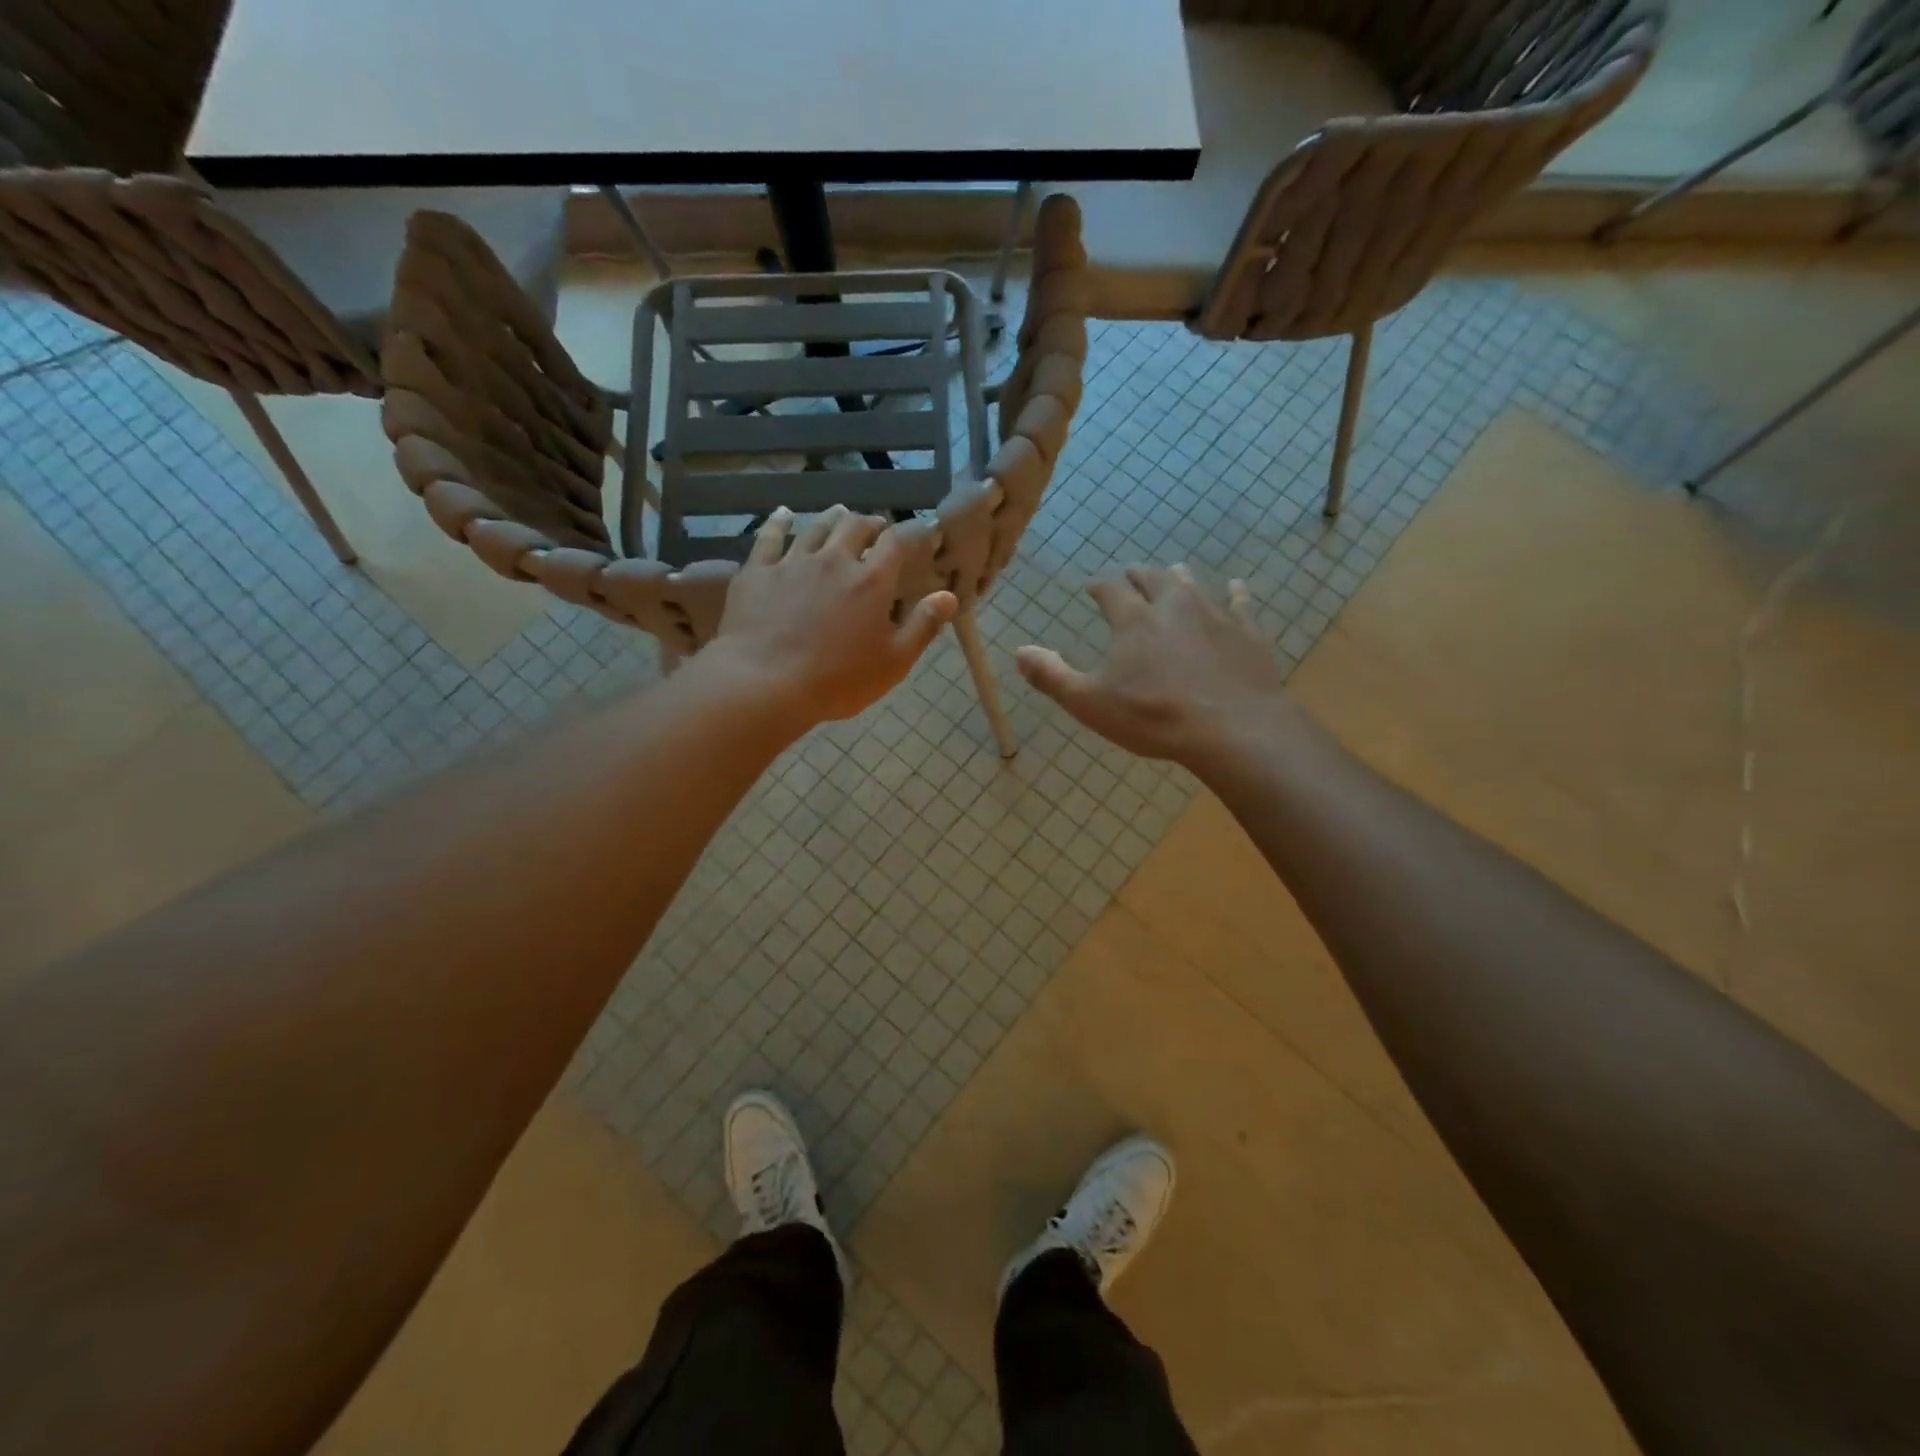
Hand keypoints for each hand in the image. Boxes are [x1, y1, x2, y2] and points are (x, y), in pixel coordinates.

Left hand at [709, 505, 955, 727]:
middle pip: (855, 526)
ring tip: (839, 515)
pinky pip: (769, 537)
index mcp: (871, 581)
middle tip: (876, 528)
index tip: (921, 530)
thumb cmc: (837, 680)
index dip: (912, 531)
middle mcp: (833, 560)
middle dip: (870, 523)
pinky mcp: (757, 572)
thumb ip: (923, 626)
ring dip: (832, 519)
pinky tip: (783, 515)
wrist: (764, 683)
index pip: (897, 542)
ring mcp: (792, 563)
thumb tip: (949, 596)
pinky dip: (779, 522)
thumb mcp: (893, 662)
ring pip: (816, 527)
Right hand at [1016, 565, 1301, 773]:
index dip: (1099, 588)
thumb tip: (1019, 652)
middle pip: (1152, 579)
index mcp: (1134, 620)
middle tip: (1130, 575)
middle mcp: (1173, 606)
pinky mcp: (1247, 632)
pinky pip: (1240, 603)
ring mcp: (1214, 615)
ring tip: (1174, 573)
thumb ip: (1053, 676)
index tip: (1092, 588)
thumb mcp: (1090, 703)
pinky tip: (1236, 587)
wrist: (1231, 729)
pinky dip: (1235, 593)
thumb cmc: (1153, 717)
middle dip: (1137, 576)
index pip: (1110, 591)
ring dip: (1178, 578)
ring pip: (1193, 585)